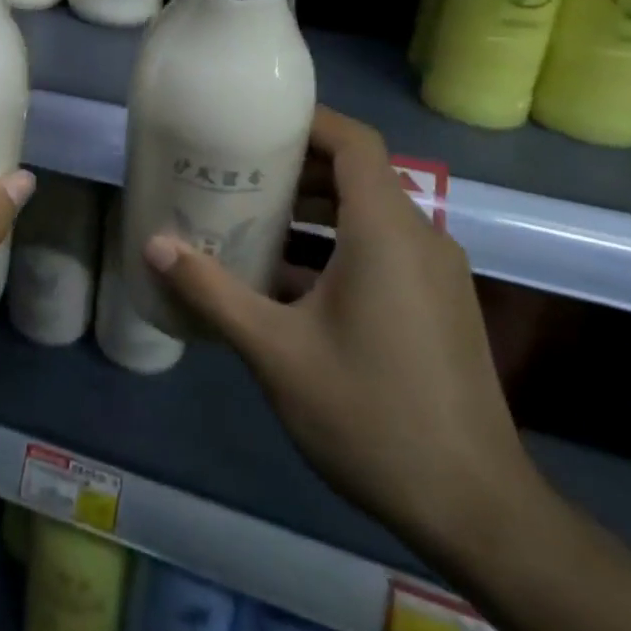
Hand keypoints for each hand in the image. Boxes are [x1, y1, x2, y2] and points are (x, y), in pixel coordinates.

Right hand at [142, 106, 536, 564]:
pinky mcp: (439, 305)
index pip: (354, 142)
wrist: (476, 510)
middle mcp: (421, 238)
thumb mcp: (276, 351)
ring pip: (370, 214)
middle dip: (297, 166)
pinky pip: (384, 249)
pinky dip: (338, 244)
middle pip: (358, 174)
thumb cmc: (371, 414)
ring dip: (315, 208)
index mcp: (387, 232)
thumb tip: (154, 245)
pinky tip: (289, 280)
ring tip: (254, 217)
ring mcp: (436, 274)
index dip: (307, 121)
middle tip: (238, 171)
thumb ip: (212, 291)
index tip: (255, 121)